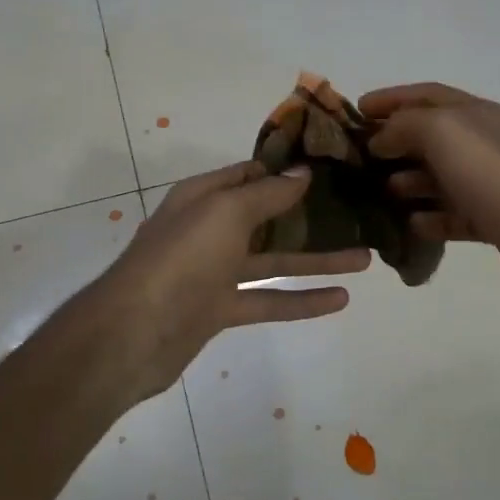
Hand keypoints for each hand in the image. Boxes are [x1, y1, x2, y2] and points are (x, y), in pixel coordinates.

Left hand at [88, 161, 371, 402]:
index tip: (331, 166)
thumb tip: (302, 172)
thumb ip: (267, 194)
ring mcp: (215, 271)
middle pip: (268, 217)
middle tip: (357, 212)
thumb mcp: (225, 213)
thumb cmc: (181, 258)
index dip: (287, 169)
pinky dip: (302, 300)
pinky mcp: (221, 309)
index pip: (250, 173)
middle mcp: (210, 229)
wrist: (134, 333)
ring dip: (317, 259)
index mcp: (204, 197)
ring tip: (365, 257)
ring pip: (275, 261)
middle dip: (310, 216)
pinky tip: (340, 299)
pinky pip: (269, 300)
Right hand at [360, 82, 499, 303]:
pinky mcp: (494, 221)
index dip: (391, 98)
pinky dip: (430, 218)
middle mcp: (485, 144)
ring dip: (409, 182)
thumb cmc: (490, 173)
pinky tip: (409, 225)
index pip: (427, 94)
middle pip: (432, 137)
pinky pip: (454, 215)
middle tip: (360, 158)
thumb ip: (404, 125)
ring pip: (441, 177)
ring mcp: (490, 184)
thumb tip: (380, 139)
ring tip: (381, 193)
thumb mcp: (440, 130)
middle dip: (395, 143)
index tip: (357, 110)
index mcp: (475, 113)